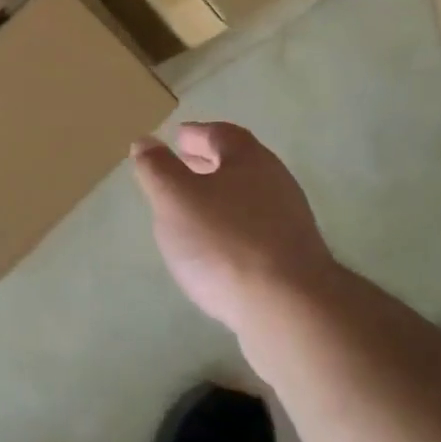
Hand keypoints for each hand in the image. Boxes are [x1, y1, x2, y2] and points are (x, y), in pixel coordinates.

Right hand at [132, 122, 337, 336]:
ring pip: (249, 196)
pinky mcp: (294, 257)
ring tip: (195, 209)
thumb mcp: (175, 199)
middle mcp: (276, 181)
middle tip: (184, 166)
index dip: (197, 134)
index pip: (221, 134)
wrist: (289, 307)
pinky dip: (234, 225)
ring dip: (222, 196)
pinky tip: (218, 247)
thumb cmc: (224, 241)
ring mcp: (290, 220)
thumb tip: (146, 141)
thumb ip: (158, 169)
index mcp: (249, 159)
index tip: (178, 137)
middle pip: (239, 163)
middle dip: (209, 162)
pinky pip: (257, 228)